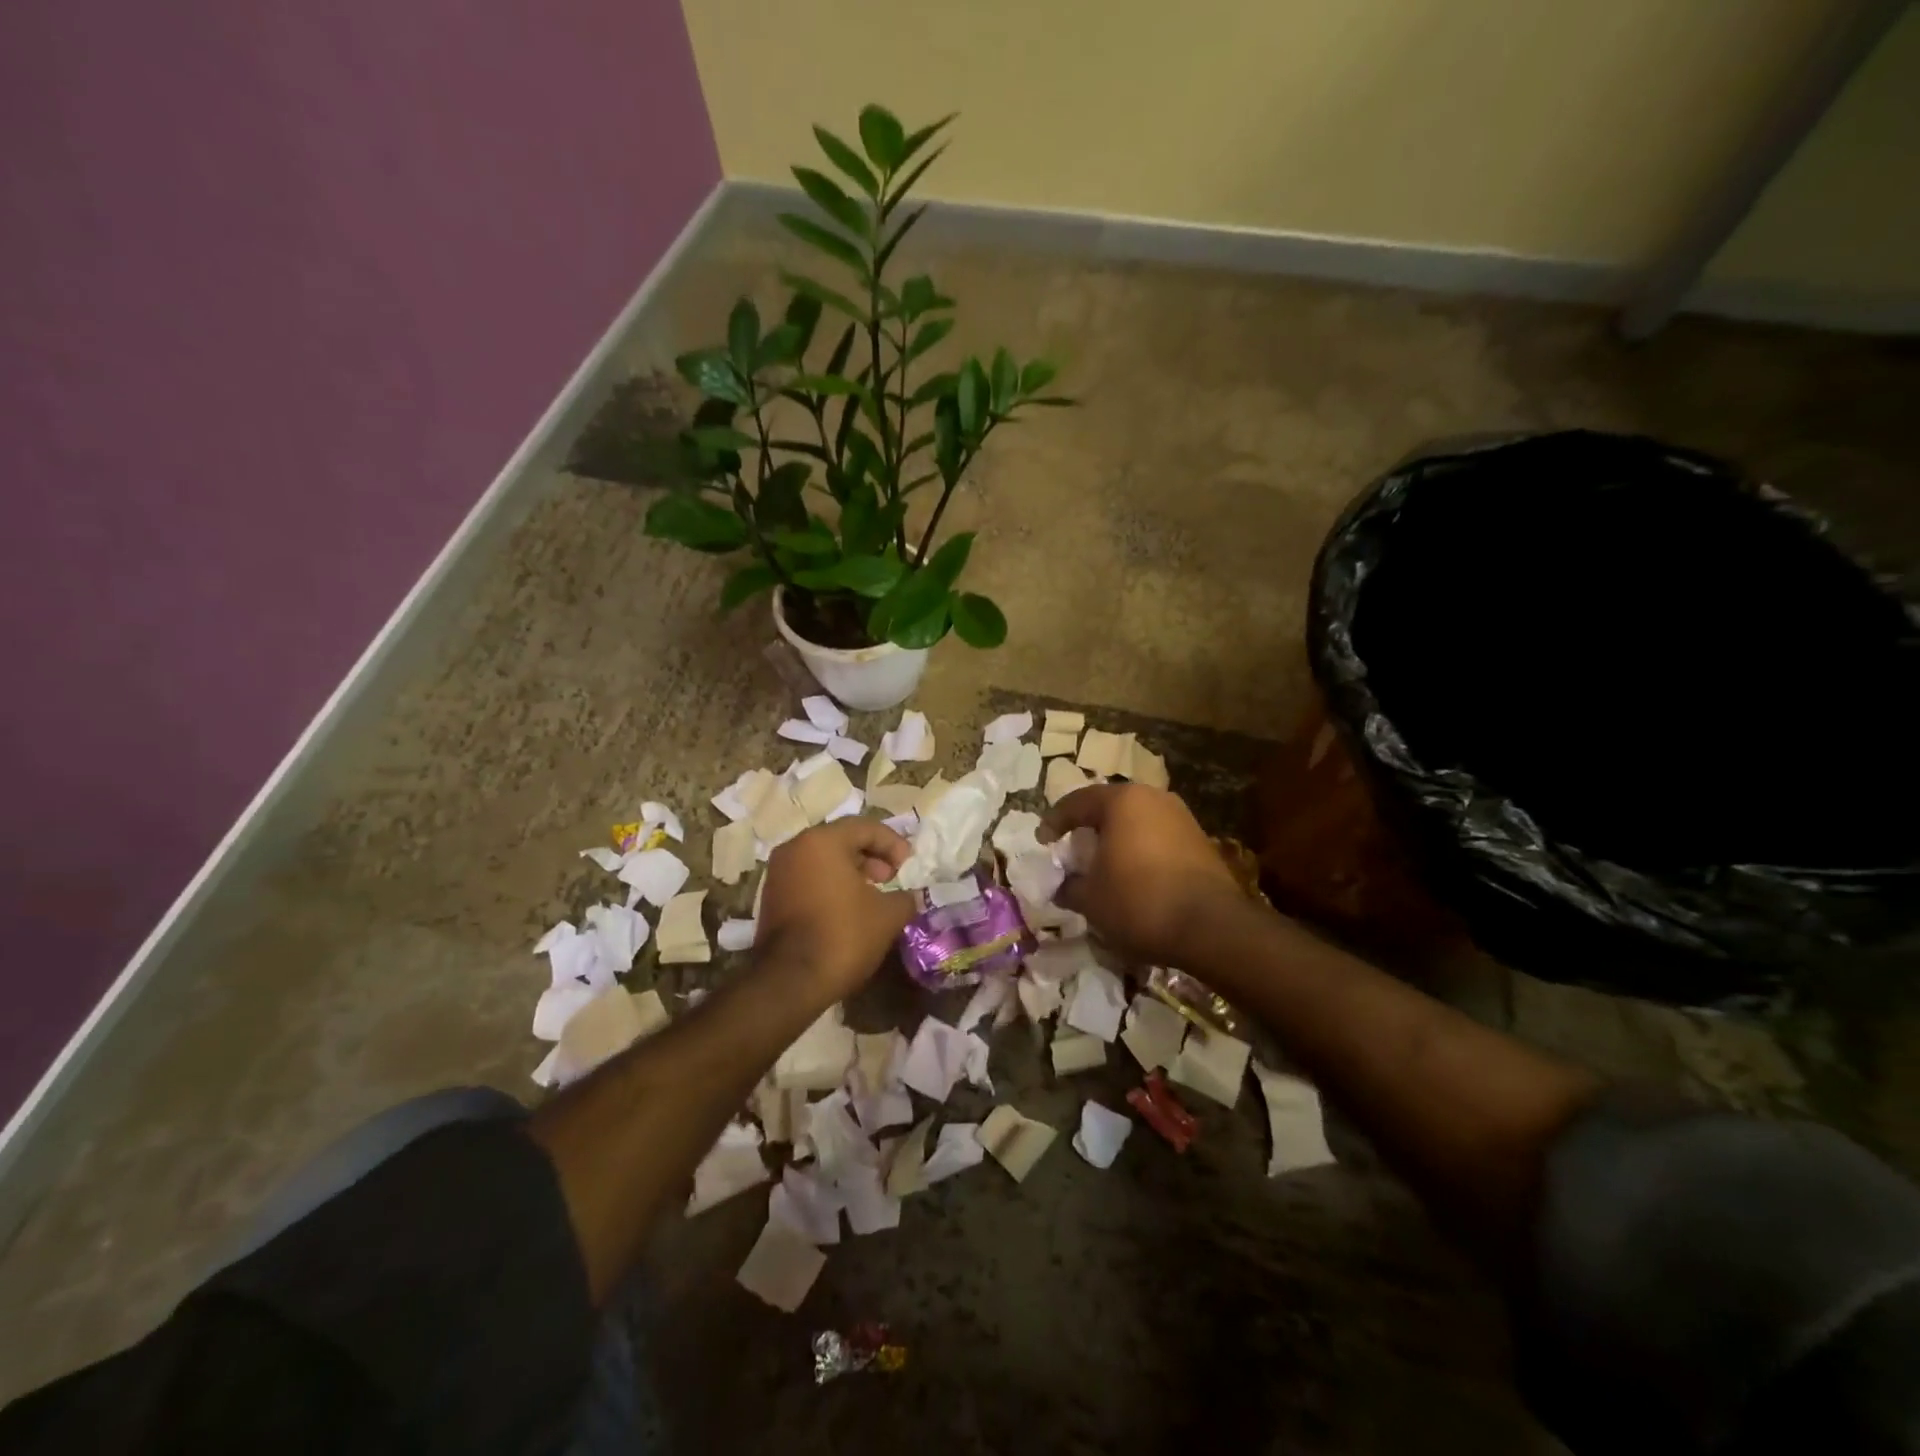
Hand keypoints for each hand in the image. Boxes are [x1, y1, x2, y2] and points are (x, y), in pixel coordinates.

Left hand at [754, 818, 917, 997]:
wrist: (790, 981)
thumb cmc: (843, 935)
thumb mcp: (888, 915)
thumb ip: (905, 897)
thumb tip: (909, 896)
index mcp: (822, 841)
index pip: (865, 827)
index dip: (892, 843)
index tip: (908, 864)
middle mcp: (795, 848)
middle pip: (841, 839)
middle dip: (871, 855)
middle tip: (890, 877)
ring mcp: (778, 872)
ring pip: (822, 859)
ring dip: (850, 871)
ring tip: (872, 895)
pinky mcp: (771, 896)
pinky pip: (808, 877)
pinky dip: (830, 884)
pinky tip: (847, 908)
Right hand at [1041, 784, 1242, 965]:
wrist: (1211, 927)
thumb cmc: (1139, 902)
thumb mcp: (1090, 899)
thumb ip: (1069, 886)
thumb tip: (1063, 886)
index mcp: (1121, 801)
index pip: (1076, 802)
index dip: (1054, 822)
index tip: (1043, 842)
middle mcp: (1153, 798)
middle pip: (1109, 807)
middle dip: (1088, 828)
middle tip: (1073, 850)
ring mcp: (1181, 817)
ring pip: (1136, 821)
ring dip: (1116, 839)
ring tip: (1103, 865)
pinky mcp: (1200, 840)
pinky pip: (1158, 837)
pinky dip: (1140, 850)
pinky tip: (1134, 876)